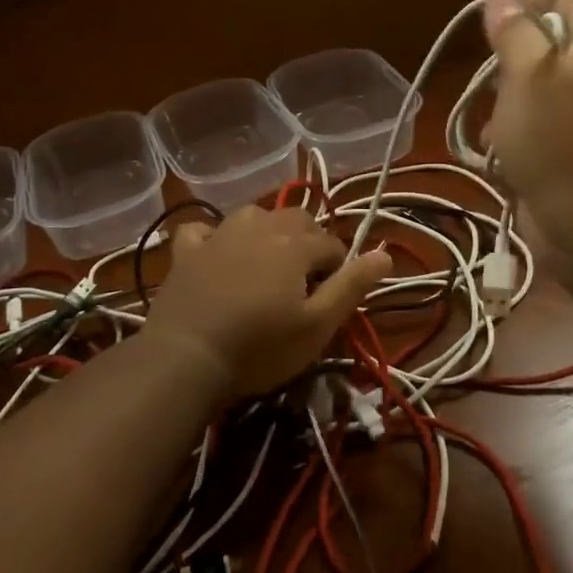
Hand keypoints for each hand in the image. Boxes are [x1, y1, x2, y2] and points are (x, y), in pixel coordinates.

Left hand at [143, 205, 393, 398]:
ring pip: (253, 214)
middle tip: (305, 284)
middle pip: (296, 219)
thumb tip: (386, 253)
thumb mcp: (318, 325)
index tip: (331, 300)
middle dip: (308, 242)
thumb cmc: (260, 347)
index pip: (331, 244)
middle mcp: (259, 226)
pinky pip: (202, 229)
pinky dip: (213, 236)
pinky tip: (215, 252)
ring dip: (267, 231)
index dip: (339, 270)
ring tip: (268, 263)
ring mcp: (218, 235)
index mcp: (295, 243)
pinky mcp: (186, 252)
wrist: (186, 358)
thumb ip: (352, 286)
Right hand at [482, 0, 572, 255]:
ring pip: (523, 97)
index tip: (491, 17)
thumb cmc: (563, 145)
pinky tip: (498, 163)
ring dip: (500, 111)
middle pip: (537, 48)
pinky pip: (524, 137)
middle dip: (504, 64)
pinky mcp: (560, 158)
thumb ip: (515, 33)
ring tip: (495, 134)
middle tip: (492, 85)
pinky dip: (506, 146)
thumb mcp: (531, 77)